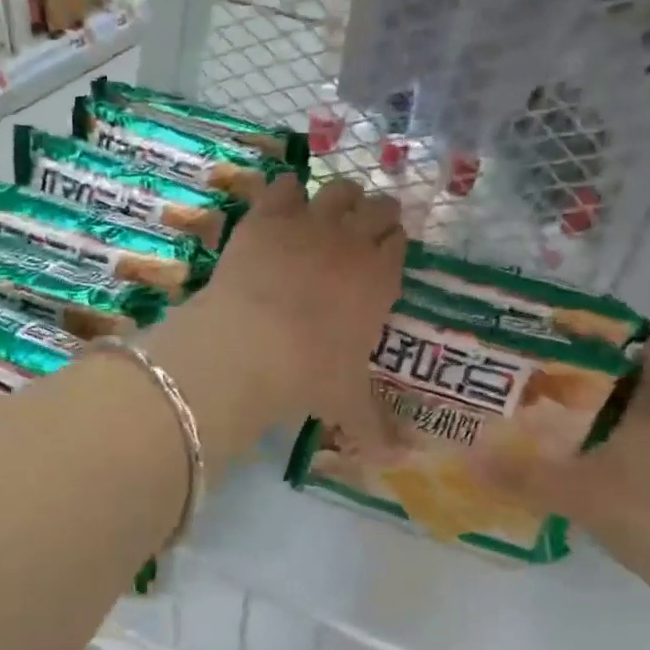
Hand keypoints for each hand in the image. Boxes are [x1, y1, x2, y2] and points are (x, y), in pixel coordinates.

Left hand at [192, 174, 404, 442]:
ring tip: (327, 213)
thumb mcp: (346, 405)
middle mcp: (352, 242)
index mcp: (380, 279)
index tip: (383, 254)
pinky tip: (281, 204)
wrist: (250, 344)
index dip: (392, 244)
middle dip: (374, 214)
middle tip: (361, 231)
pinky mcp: (267, 216)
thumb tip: (397, 463)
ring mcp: (309, 223)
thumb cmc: (309, 375)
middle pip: (378, 207)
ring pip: (338, 189)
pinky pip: (284, 186)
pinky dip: (285, 192)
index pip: (399, 243)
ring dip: (338, 198)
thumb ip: (374, 429)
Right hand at [479, 302, 649, 593]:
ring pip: (626, 425)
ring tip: (549, 402)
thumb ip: (524, 476)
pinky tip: (567, 463)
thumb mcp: (582, 492)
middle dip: (605, 368)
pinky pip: (621, 459)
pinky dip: (597, 452)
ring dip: (597, 412)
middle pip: (635, 388)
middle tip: (559, 350)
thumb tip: (467, 458)